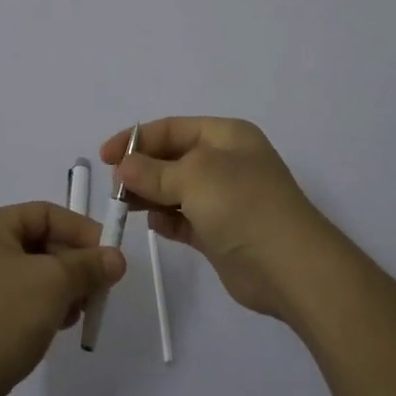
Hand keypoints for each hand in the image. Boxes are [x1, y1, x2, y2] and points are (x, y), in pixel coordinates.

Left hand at [0, 202, 127, 395]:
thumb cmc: (0, 318)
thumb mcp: (52, 284)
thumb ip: (88, 266)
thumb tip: (117, 258)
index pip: (47, 214)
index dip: (82, 231)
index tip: (110, 256)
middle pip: (43, 243)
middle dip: (75, 265)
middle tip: (100, 289)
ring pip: (37, 275)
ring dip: (65, 289)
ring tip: (81, 312)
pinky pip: (24, 300)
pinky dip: (47, 308)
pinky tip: (61, 326)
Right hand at [100, 118, 340, 322]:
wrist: (291, 268)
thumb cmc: (243, 205)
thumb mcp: (194, 177)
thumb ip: (153, 171)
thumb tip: (123, 167)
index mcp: (226, 136)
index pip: (172, 128)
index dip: (137, 138)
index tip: (105, 157)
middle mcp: (226, 162)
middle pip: (172, 158)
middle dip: (142, 169)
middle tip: (115, 188)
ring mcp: (225, 199)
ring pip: (175, 189)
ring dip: (150, 196)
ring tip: (126, 206)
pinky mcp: (221, 233)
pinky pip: (184, 219)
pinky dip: (167, 220)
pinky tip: (155, 225)